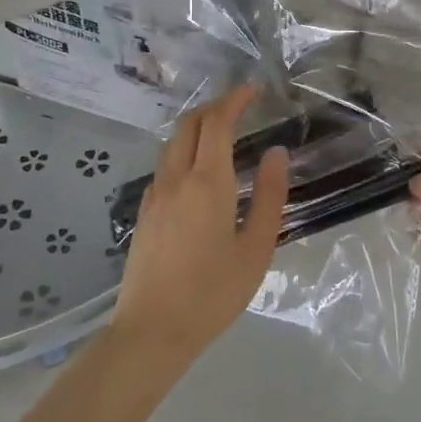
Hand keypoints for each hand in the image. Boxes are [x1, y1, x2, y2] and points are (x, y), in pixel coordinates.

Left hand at [111, 84, 289, 369]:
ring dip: (197, 127)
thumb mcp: (256, 249)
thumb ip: (270, 197)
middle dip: (215, 106)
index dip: (235, 99)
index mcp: (207, 183)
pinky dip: (184, 150)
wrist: (152, 331)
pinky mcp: (144, 212)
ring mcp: (155, 195)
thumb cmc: (212, 293)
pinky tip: (199, 170)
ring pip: (173, 143)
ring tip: (223, 131)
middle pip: (190, 124)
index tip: (254, 90)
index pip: (217, 123)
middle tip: (240, 105)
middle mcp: (176, 178)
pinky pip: (165, 165)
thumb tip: (276, 154)